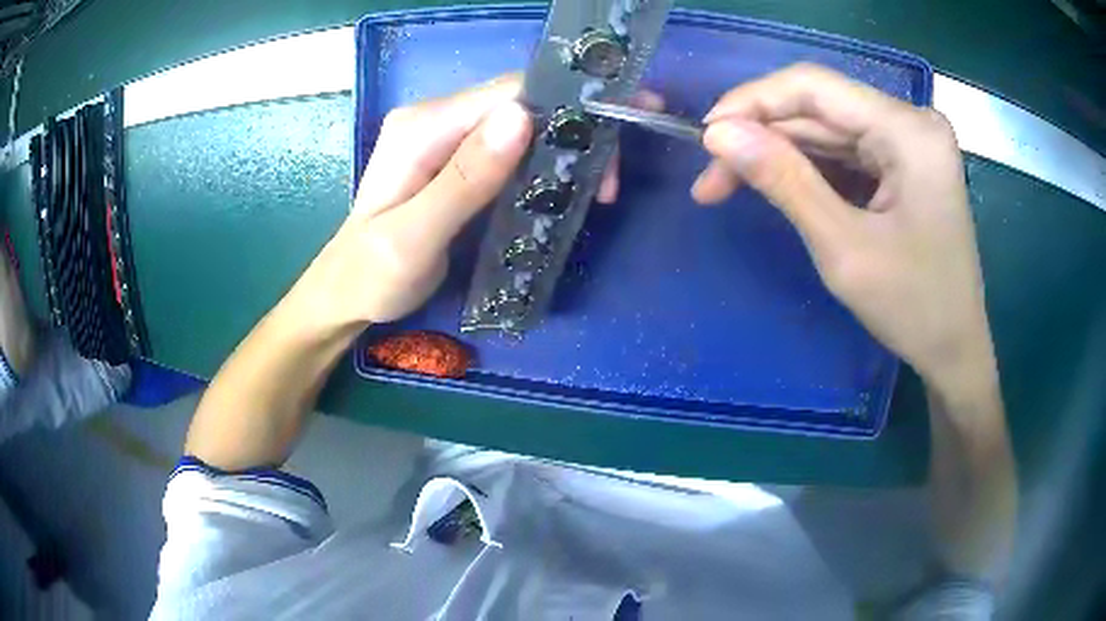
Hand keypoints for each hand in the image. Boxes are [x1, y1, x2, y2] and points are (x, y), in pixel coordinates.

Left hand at [287, 74, 658, 332]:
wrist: (347, 293)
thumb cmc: (372, 275)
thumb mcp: (413, 237)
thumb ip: (463, 179)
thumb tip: (521, 118)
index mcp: (424, 127)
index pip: (508, 94)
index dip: (566, 110)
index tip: (612, 145)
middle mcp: (437, 118)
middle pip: (523, 103)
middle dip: (576, 131)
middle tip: (612, 181)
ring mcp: (447, 137)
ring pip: (524, 124)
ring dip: (567, 149)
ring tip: (601, 188)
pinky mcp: (458, 159)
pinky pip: (513, 146)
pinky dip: (547, 162)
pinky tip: (568, 187)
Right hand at [694, 63, 994, 390]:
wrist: (955, 351)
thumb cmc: (913, 309)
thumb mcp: (843, 248)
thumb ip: (783, 180)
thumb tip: (718, 134)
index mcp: (909, 132)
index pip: (815, 87)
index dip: (753, 101)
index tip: (705, 136)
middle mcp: (911, 122)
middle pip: (819, 109)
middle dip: (761, 138)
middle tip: (710, 178)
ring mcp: (910, 141)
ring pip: (827, 129)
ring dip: (779, 154)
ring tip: (728, 185)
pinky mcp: (905, 161)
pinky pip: (845, 151)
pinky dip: (808, 168)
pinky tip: (778, 186)